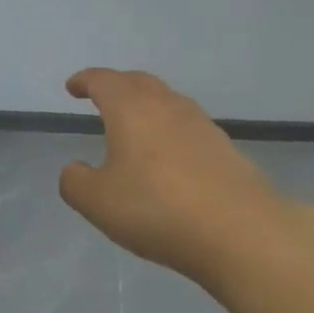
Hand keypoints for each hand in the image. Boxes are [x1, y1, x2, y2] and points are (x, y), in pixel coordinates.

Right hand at [59, 69, 293, 286]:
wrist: (240, 231)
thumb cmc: (157, 209)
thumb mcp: (98, 202)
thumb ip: (75, 181)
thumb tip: (75, 169)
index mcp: (131, 109)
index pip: (104, 81)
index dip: (85, 81)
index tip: (72, 87)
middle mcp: (167, 106)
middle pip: (138, 82)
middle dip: (116, 85)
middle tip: (101, 97)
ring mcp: (201, 124)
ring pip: (167, 101)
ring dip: (146, 105)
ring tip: (134, 125)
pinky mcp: (225, 147)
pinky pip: (187, 126)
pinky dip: (169, 129)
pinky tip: (168, 155)